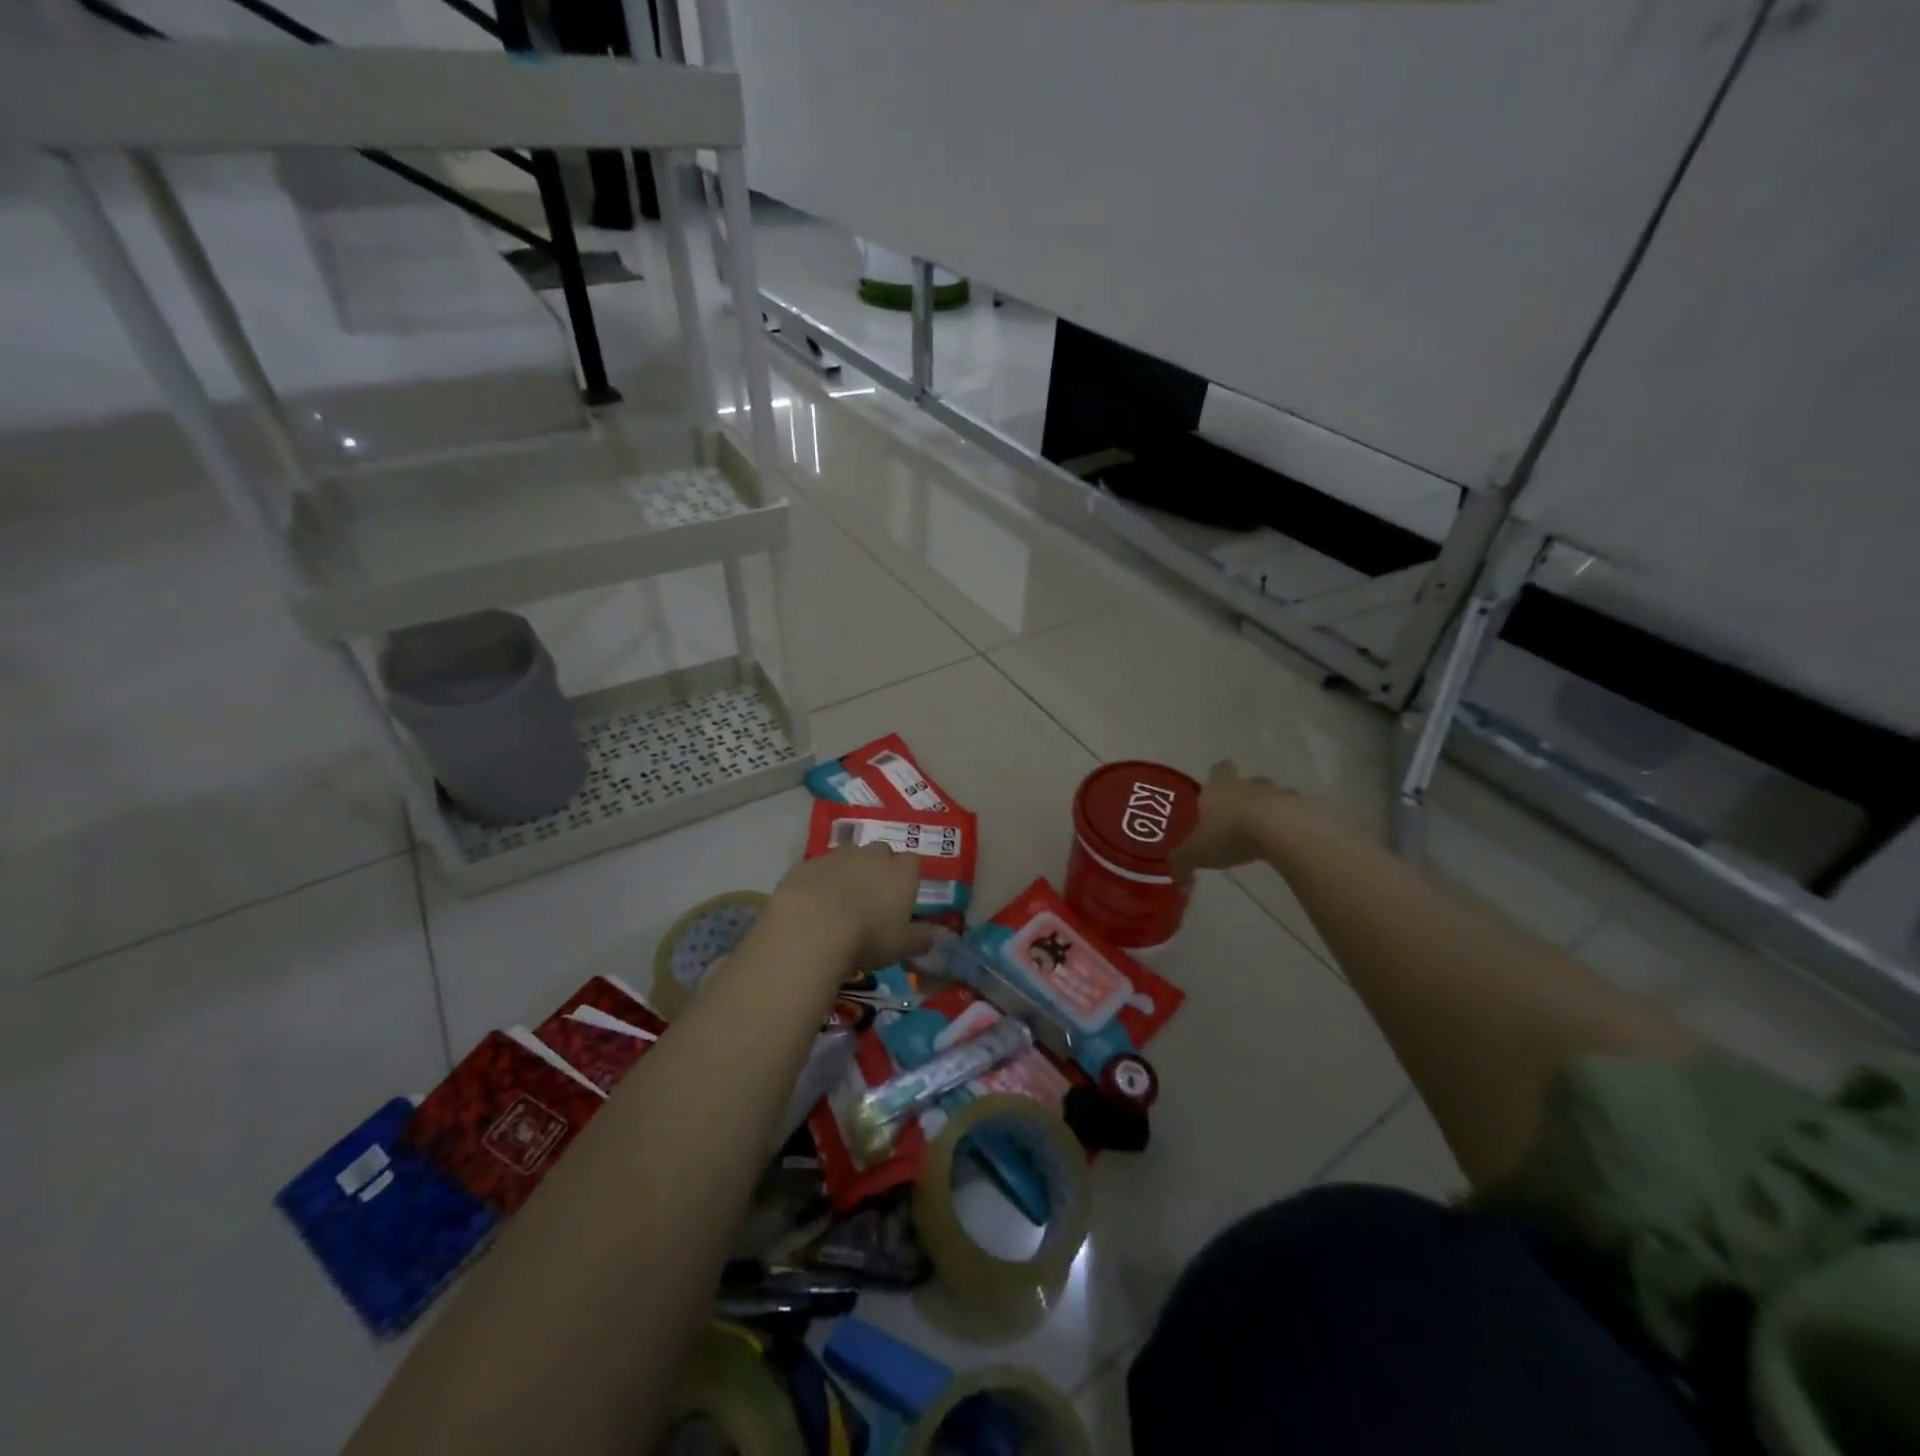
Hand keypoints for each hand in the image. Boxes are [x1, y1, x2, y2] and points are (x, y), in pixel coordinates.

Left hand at [766, 843, 936, 972]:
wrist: (812, 925)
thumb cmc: (869, 936)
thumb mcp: (903, 946)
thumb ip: (922, 939)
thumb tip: (937, 936)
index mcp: (901, 872)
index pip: (913, 862)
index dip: (908, 876)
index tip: (902, 895)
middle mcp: (872, 855)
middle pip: (881, 852)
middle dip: (878, 868)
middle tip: (872, 897)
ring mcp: (838, 856)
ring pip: (848, 857)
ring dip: (848, 872)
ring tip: (840, 901)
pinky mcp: (808, 863)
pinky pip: (819, 868)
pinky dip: (820, 881)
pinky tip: (813, 904)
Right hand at [1169, 760, 1296, 876]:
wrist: (1280, 831)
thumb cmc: (1230, 834)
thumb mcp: (1197, 852)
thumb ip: (1182, 861)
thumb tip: (1174, 874)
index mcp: (1218, 788)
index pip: (1218, 769)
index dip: (1217, 776)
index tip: (1216, 786)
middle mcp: (1247, 785)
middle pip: (1247, 781)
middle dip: (1244, 793)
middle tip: (1238, 813)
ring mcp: (1277, 794)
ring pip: (1272, 795)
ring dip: (1268, 808)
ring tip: (1264, 830)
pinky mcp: (1302, 809)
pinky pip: (1294, 812)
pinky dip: (1290, 823)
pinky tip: (1286, 840)